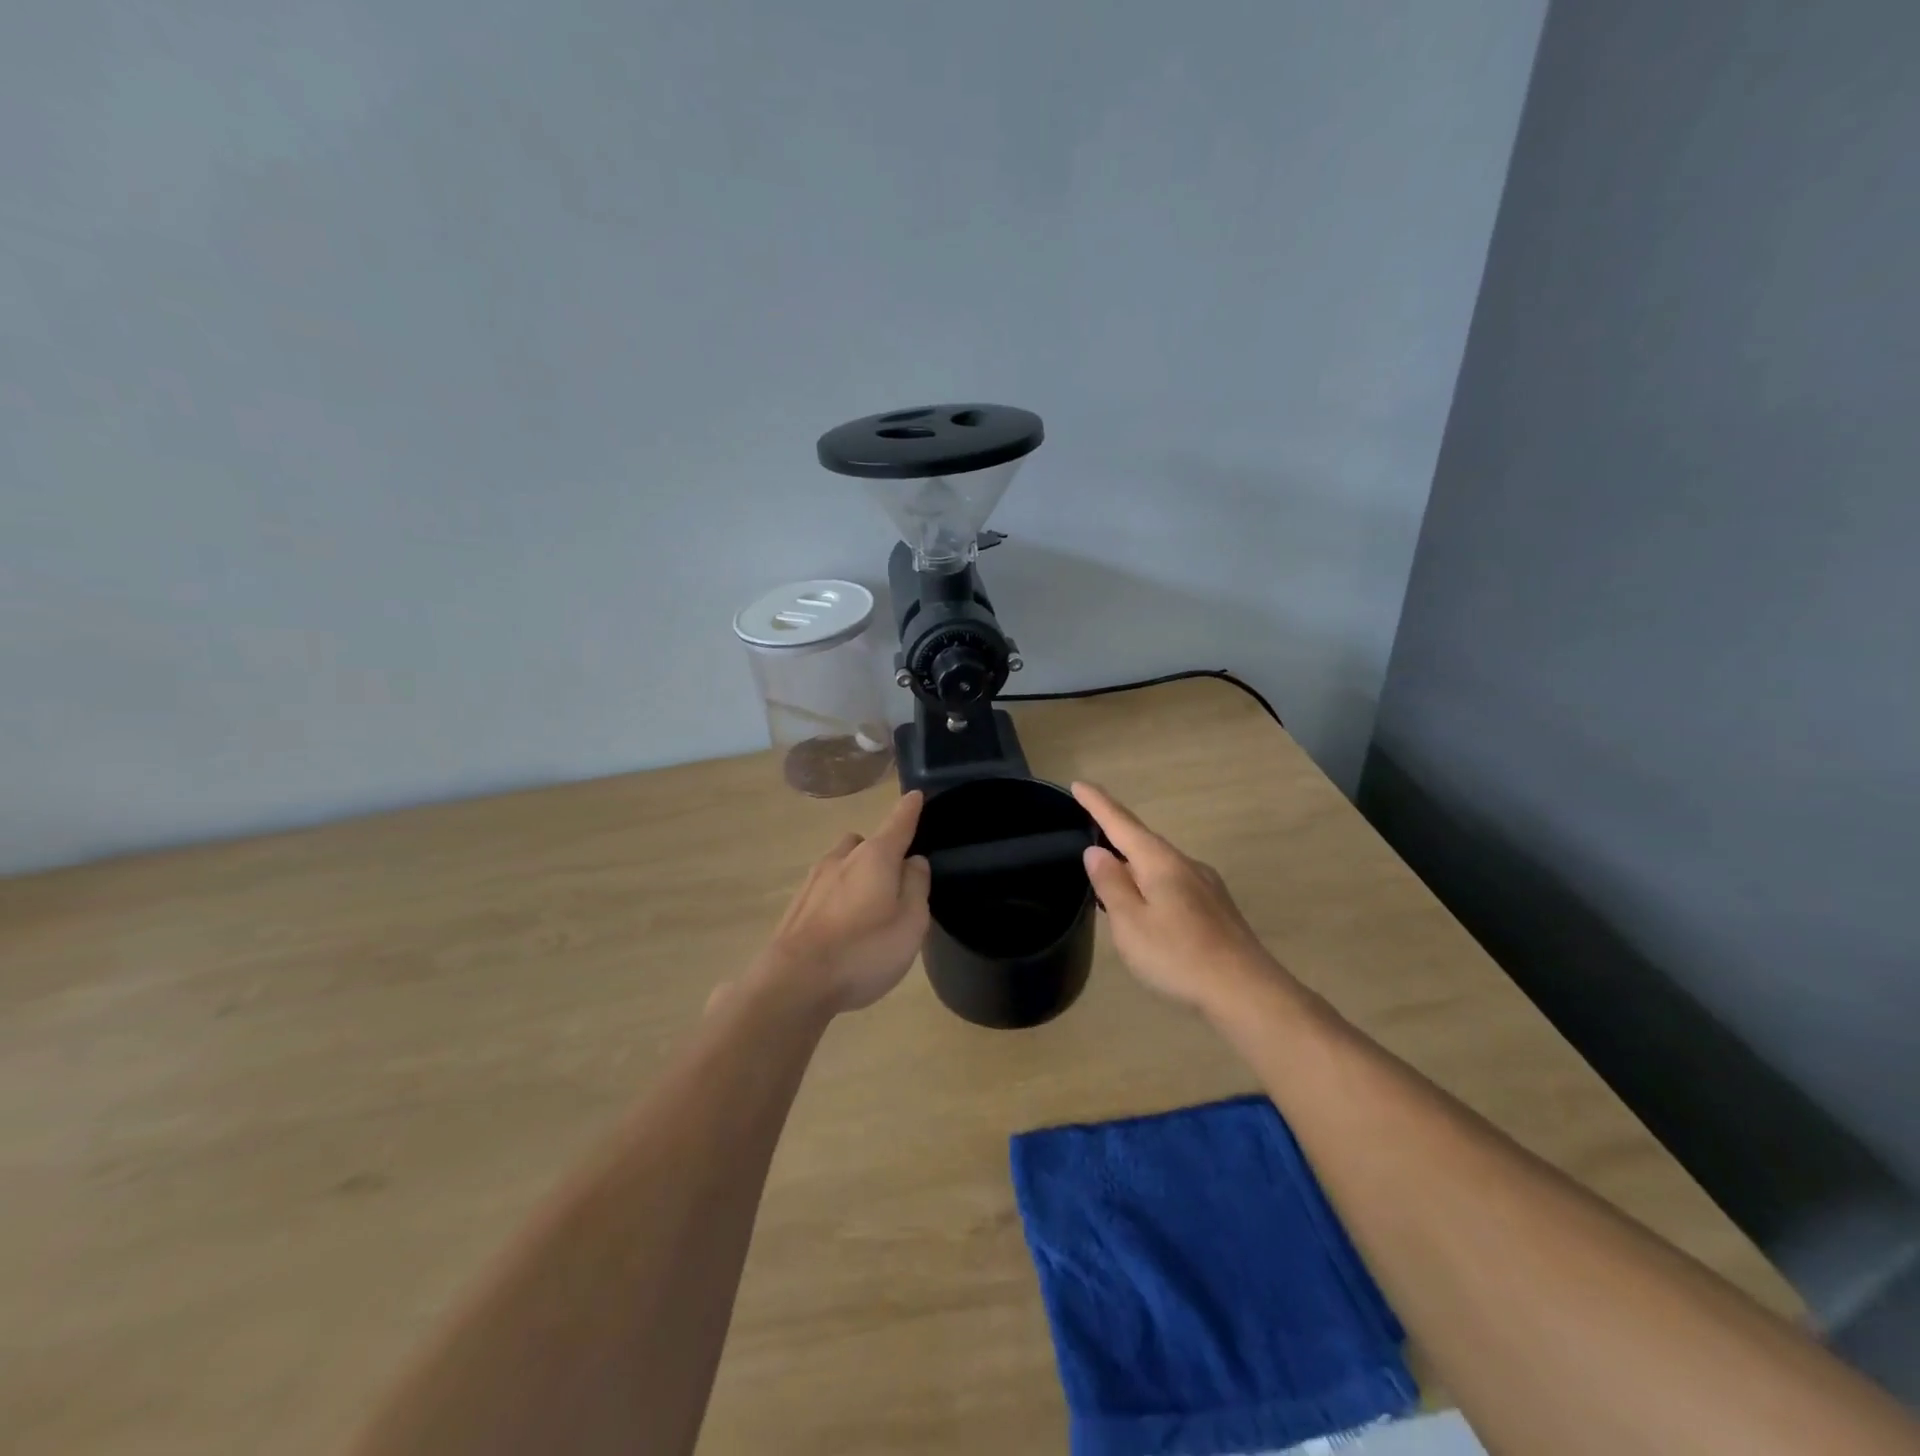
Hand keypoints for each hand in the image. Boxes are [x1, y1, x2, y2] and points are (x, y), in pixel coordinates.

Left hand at [759, 791, 931, 1013]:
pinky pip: (824, 890)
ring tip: (867, 909)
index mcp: (875, 857)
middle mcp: (841, 859)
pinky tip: (841, 929)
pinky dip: (837, 899)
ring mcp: (813, 882)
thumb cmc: (863, 950)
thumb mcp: (910, 922)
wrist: (794, 981)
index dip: (909, 810)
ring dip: (855, 876)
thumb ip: (916, 887)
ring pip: (840, 865)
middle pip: (864, 843)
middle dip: (879, 852)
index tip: (915, 795)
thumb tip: (913, 862)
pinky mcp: (796, 907)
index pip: (898, 823)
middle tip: (892, 881)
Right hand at [1073, 781, 1292, 1014]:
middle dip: (1115, 831)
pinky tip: (1148, 904)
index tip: (1078, 784)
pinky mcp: (1216, 907)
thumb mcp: (1131, 923)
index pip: (1121, 823)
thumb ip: (1111, 885)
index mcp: (1160, 862)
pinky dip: (1152, 881)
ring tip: (1112, 871)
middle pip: (1143, 840)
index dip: (1097, 804)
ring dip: (1134, 860)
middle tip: (1089, 825)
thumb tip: (1096, 851)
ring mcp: (1206, 884)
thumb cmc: (1178, 956)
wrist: (1247, 991)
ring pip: (1160, 863)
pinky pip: (1174, 881)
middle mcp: (1185, 864)